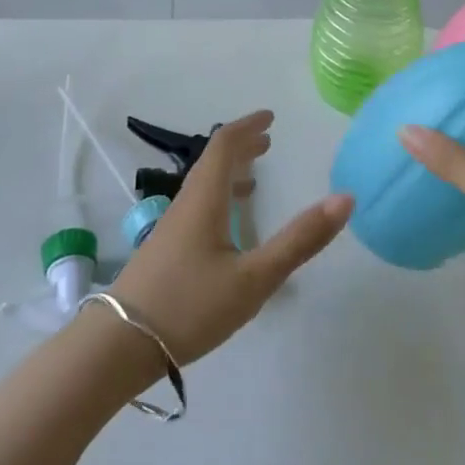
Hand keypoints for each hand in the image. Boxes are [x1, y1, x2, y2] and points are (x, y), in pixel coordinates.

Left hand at [108, 110, 352, 365]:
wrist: (120, 346)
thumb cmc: (191, 306)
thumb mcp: (254, 278)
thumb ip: (299, 241)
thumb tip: (344, 199)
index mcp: (205, 199)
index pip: (224, 145)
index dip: (248, 126)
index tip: (271, 118)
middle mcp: (186, 204)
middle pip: (212, 161)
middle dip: (241, 147)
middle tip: (268, 142)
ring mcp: (171, 228)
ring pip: (203, 185)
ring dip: (229, 172)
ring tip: (254, 178)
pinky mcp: (165, 251)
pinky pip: (197, 206)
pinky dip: (219, 198)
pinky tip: (228, 227)